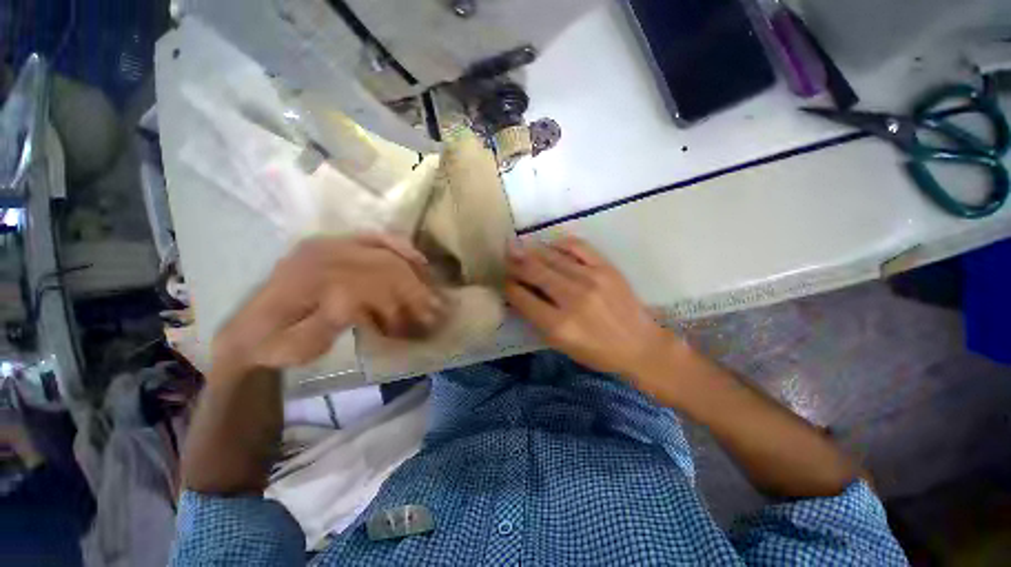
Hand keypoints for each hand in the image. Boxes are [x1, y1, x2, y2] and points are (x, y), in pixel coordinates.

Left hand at [211, 234, 444, 378]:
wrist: (251, 331)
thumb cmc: (274, 345)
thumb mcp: (293, 347)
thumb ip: (323, 326)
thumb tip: (357, 307)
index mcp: (308, 278)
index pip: (368, 284)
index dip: (397, 305)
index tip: (417, 325)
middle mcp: (321, 253)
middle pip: (383, 266)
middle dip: (413, 290)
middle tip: (434, 311)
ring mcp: (328, 244)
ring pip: (385, 251)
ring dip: (413, 274)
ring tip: (431, 294)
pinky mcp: (334, 244)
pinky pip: (375, 238)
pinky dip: (400, 246)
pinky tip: (418, 258)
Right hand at [505, 236, 672, 375]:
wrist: (640, 345)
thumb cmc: (597, 352)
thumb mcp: (561, 345)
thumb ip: (538, 319)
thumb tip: (520, 294)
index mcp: (558, 324)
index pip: (523, 298)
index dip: (509, 286)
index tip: (505, 280)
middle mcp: (572, 298)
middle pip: (535, 272)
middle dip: (516, 263)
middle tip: (505, 255)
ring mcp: (591, 279)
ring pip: (552, 258)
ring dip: (532, 251)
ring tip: (520, 247)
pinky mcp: (606, 268)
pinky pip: (578, 246)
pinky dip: (560, 243)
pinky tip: (551, 244)